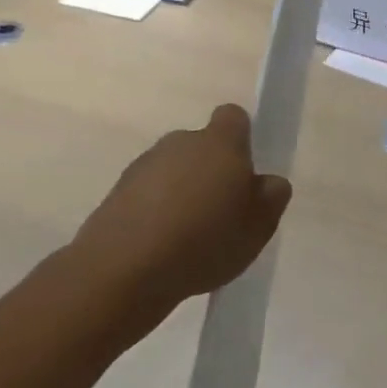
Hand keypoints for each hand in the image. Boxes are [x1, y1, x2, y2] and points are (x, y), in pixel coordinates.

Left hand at [54, 105, 292, 341]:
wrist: (123, 270)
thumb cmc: (206, 239)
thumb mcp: (261, 224)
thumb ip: (272, 195)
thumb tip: (265, 181)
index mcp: (220, 142)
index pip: (233, 117)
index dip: (241, 138)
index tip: (245, 170)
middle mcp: (179, 143)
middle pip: (201, 147)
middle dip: (211, 171)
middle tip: (222, 212)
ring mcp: (142, 167)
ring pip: (172, 172)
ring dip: (181, 194)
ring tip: (189, 238)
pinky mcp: (114, 195)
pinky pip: (146, 197)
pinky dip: (155, 214)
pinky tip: (162, 249)